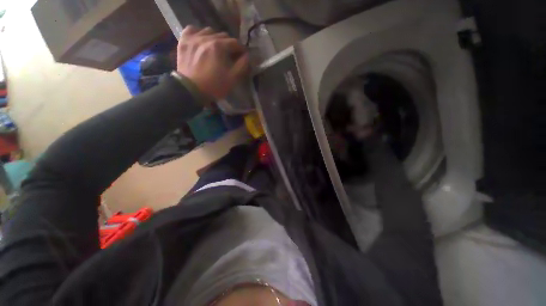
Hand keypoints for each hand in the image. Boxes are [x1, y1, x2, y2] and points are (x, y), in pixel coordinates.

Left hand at [176, 26, 249, 99]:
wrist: (191, 90)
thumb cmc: (214, 86)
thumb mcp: (233, 78)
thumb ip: (242, 65)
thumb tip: (247, 56)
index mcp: (220, 46)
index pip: (235, 43)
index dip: (241, 50)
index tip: (242, 57)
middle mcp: (207, 37)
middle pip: (223, 36)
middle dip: (229, 45)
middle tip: (230, 55)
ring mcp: (194, 38)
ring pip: (209, 31)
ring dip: (215, 38)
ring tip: (216, 49)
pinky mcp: (184, 41)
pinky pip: (192, 29)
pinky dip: (199, 33)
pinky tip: (201, 40)